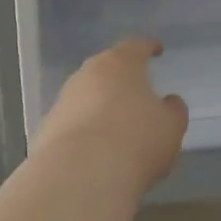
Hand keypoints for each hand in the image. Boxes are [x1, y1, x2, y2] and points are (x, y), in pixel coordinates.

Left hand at [35, 39, 188, 194]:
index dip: (148, 47)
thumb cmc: (136, 140)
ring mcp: (64, 99)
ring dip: (99, 105)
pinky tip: (94, 150)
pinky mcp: (47, 127)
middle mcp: (88, 73)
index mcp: (120, 63)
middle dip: (120, 78)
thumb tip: (169, 102)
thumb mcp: (170, 127)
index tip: (156, 49)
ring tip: (115, 125)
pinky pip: (72, 122)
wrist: (80, 174)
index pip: (136, 46)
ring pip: (86, 95)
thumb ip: (173, 110)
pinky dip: (84, 130)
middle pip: (106, 68)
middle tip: (135, 90)